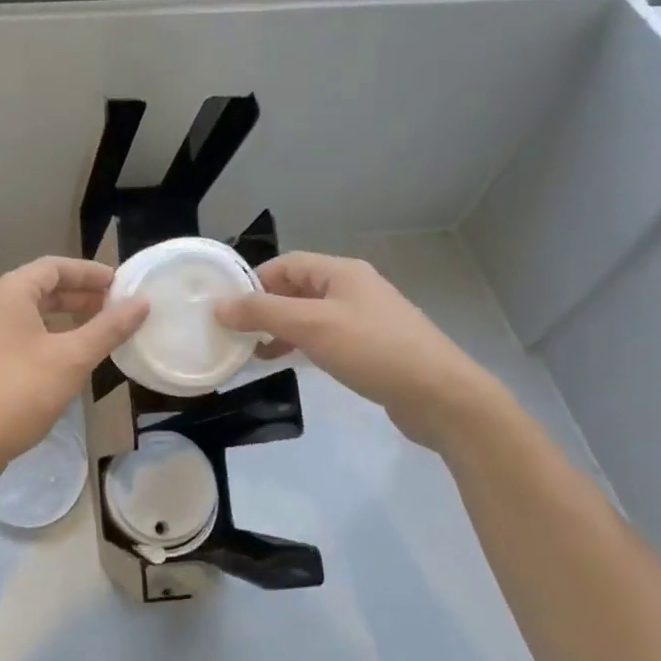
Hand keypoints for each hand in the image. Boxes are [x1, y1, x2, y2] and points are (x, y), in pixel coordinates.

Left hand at [0, 257, 148, 480]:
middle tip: (116, 306)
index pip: (55, 267)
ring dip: (67, 316)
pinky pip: (23, 333)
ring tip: (101, 328)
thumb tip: (142, 303)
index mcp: (9, 293)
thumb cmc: (20, 392)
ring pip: (33, 312)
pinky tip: (73, 355)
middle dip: (81, 295)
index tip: (121, 284)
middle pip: (43, 287)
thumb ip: (109, 328)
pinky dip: (51, 335)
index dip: (90, 272)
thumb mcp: (73, 358)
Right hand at [213, 252, 505, 450]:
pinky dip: (303, 345)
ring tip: (255, 352)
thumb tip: (219, 305)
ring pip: (311, 314)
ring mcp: (365, 318)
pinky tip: (291, 363)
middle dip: (265, 307)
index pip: (287, 264)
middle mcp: (354, 288)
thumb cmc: (373, 350)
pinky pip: (327, 336)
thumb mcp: (311, 326)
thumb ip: (263, 313)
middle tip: (236, 333)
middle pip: (298, 288)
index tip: (227, 308)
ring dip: (282, 329)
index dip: (254, 282)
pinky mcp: (372, 347)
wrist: (441, 395)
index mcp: (342, 272)